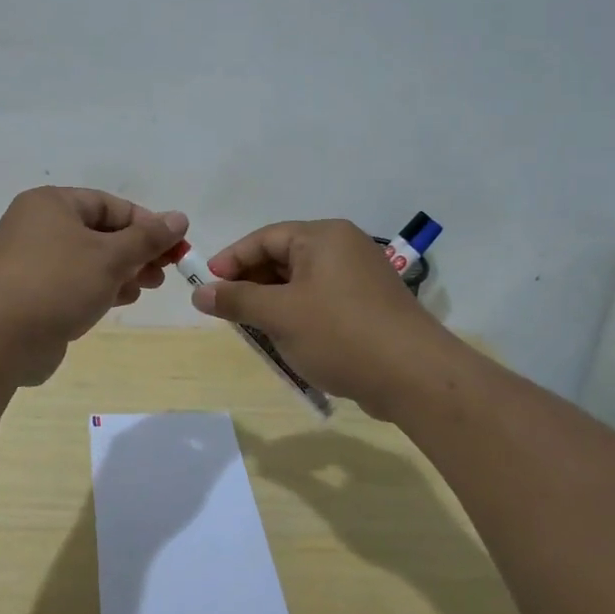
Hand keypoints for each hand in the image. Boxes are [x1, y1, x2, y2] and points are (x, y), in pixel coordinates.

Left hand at [0, 187, 188, 383]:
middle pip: (100, 232)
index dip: (146, 224)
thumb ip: (148, 238)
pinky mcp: (30, 293)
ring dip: (121, 272)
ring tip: (146, 288)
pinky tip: (120, 301)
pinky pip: (73, 283)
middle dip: (136, 252)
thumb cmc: (57, 283)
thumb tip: (179, 218)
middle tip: (163, 273)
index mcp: (52, 204)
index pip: (110, 204)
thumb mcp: (111, 256)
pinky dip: (99, 288)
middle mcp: (37, 226)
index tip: (175, 247)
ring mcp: (31, 262)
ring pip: (88, 260)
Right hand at [189, 219, 451, 418]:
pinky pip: (322, 300)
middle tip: (227, 310)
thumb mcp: (279, 316)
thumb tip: (199, 292)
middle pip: (284, 258)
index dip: (232, 260)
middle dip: (251, 284)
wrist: (415, 376)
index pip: (265, 238)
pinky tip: (287, 340)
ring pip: (302, 282)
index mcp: (323, 237)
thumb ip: (237, 301)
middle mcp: (344, 247)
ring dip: (273, 303)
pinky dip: (298, 315)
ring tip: (253, 329)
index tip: (206, 285)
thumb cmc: (340, 334)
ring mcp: (361, 277)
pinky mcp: (370, 305)